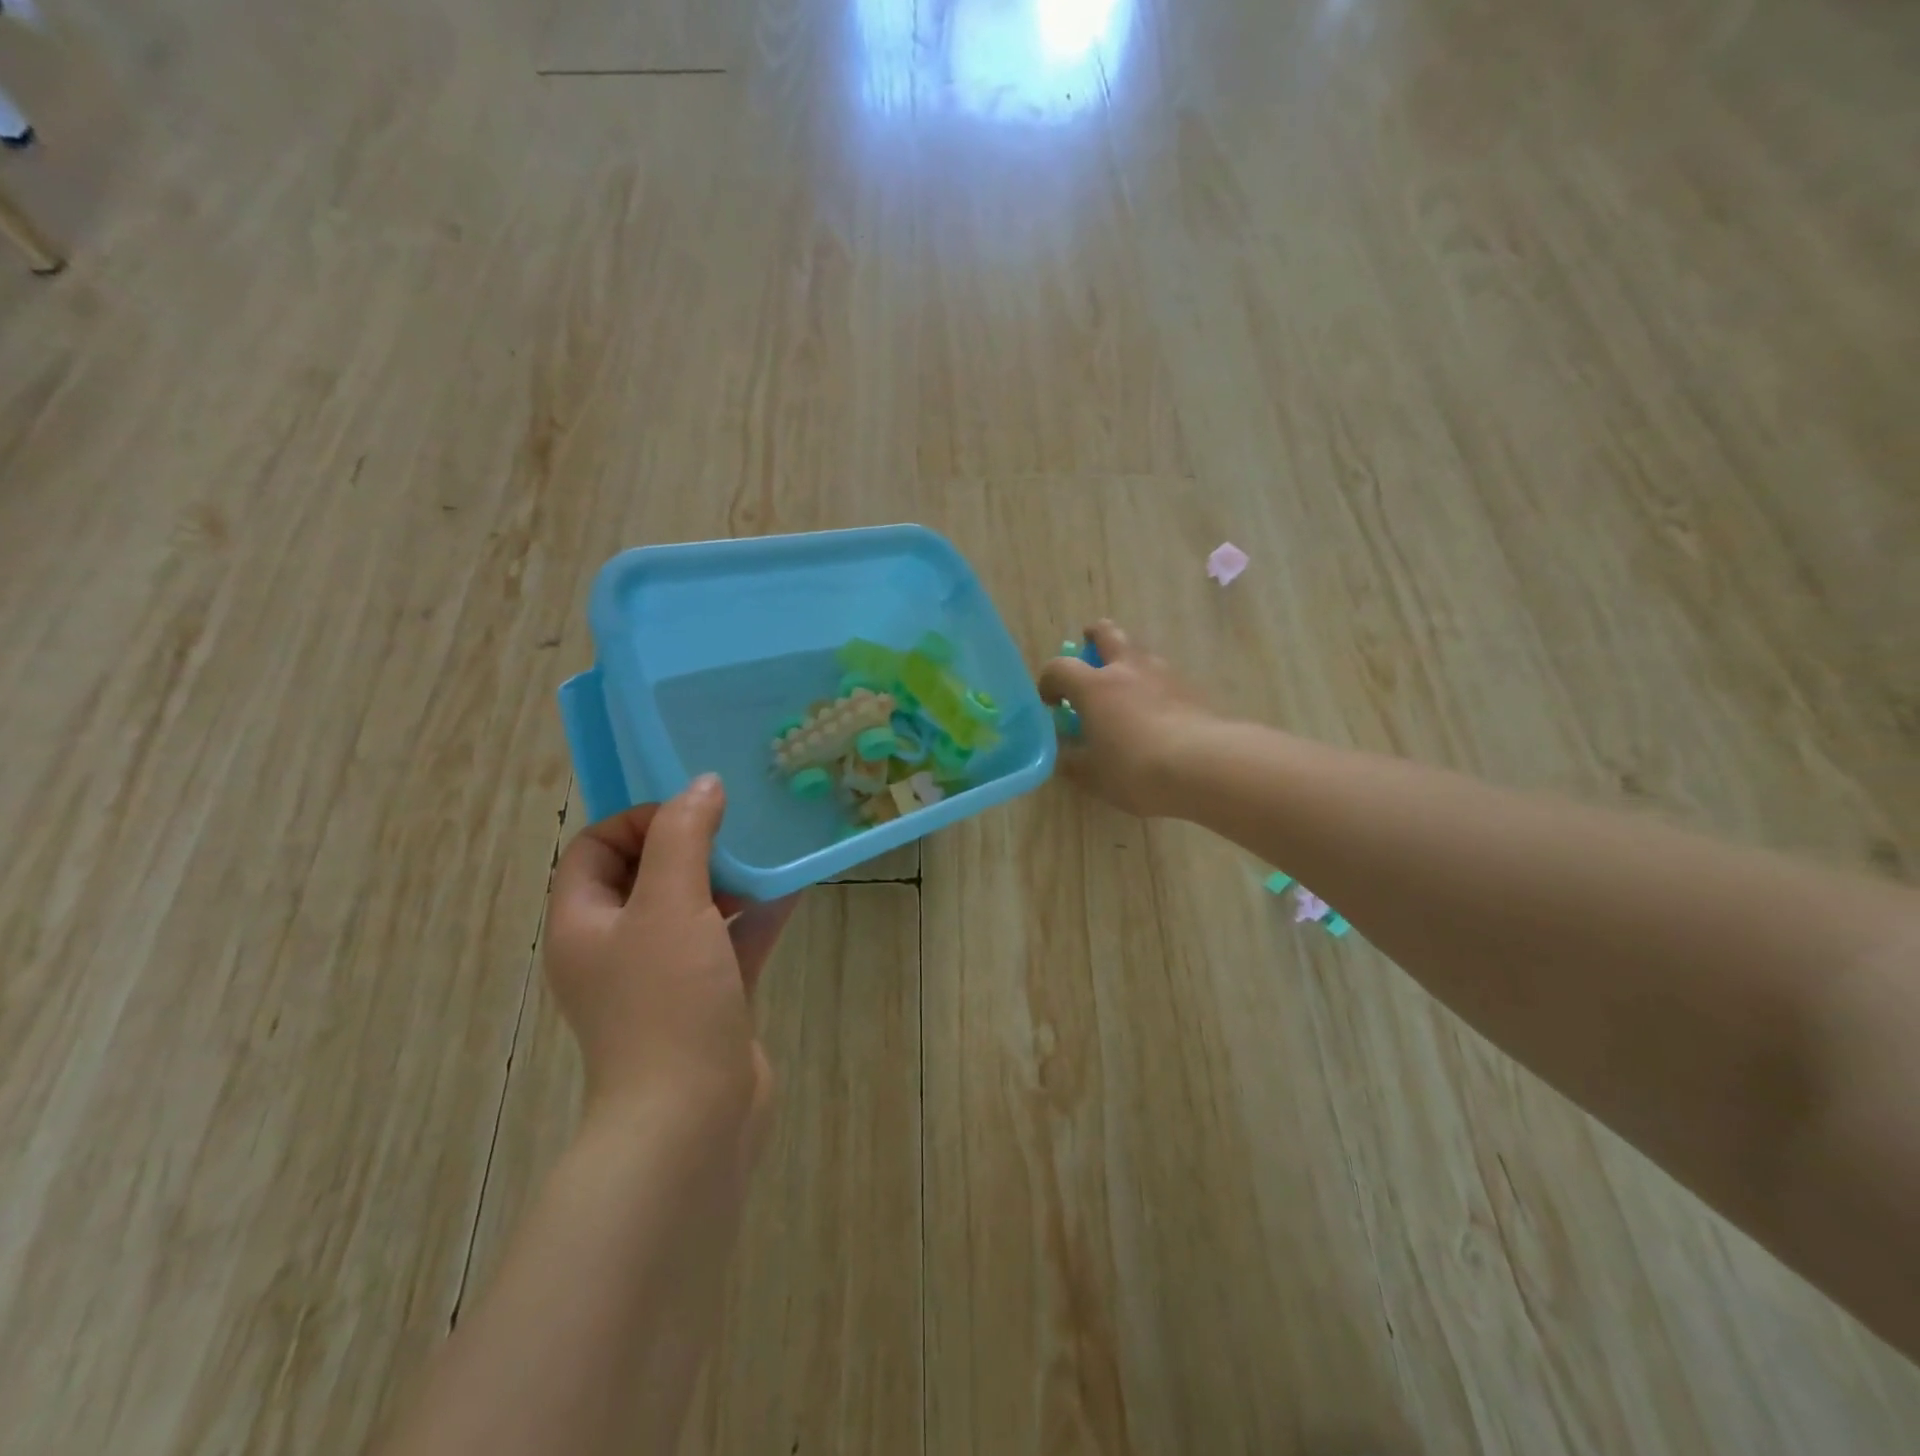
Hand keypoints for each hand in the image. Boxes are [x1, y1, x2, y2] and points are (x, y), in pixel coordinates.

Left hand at [545, 775, 796, 1156]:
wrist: (692, 1120)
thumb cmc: (666, 1003)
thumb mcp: (670, 905)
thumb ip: (683, 836)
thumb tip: (703, 784)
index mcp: (585, 922)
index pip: (596, 847)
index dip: (641, 820)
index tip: (695, 813)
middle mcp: (617, 946)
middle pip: (647, 873)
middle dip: (691, 844)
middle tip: (737, 826)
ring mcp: (664, 975)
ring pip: (694, 906)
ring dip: (729, 877)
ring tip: (769, 850)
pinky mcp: (708, 997)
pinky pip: (731, 940)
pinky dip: (757, 914)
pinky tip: (794, 887)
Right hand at [1038, 620, 1218, 817]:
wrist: (1204, 767)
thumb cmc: (1135, 770)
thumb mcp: (1092, 775)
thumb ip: (1072, 760)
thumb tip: (1065, 752)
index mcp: (1094, 687)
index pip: (1059, 667)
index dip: (1049, 681)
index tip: (1051, 701)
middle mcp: (1127, 670)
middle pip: (1107, 634)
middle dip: (1094, 636)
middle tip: (1089, 646)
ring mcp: (1163, 675)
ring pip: (1141, 653)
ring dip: (1128, 662)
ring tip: (1126, 689)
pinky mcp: (1191, 690)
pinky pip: (1165, 678)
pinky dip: (1154, 687)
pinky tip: (1157, 713)